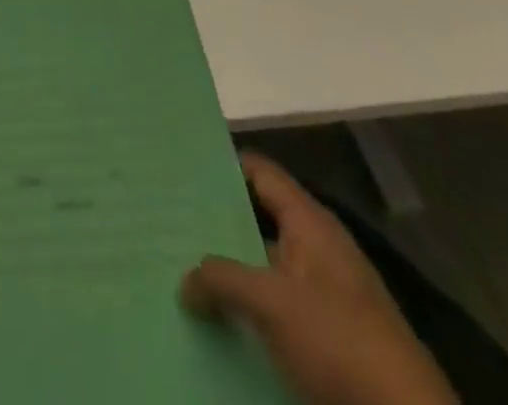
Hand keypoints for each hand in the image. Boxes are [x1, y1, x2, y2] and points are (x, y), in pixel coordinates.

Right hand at [180, 154, 458, 404]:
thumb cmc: (341, 343)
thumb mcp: (273, 303)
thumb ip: (222, 279)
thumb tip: (185, 280)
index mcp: (311, 224)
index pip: (260, 172)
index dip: (222, 165)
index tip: (179, 164)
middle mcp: (317, 251)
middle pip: (256, 221)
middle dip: (214, 224)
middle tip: (166, 219)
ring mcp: (322, 298)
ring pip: (261, 271)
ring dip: (227, 274)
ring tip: (176, 269)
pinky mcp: (325, 343)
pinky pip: (272, 312)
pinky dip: (244, 312)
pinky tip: (210, 319)